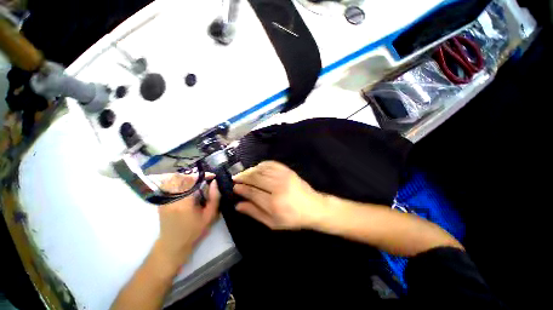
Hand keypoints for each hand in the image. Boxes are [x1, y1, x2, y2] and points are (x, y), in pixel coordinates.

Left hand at [154, 175, 219, 272]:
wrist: (172, 245)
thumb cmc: (193, 232)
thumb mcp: (209, 216)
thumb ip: (214, 198)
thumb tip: (215, 182)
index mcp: (183, 203)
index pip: (191, 180)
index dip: (203, 175)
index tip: (212, 176)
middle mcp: (171, 198)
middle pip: (181, 177)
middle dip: (195, 175)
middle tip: (206, 179)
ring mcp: (164, 199)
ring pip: (174, 179)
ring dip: (187, 177)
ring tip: (198, 181)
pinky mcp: (162, 200)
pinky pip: (170, 185)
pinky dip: (180, 182)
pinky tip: (188, 186)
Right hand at [233, 161, 324, 229]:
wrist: (313, 207)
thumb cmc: (292, 218)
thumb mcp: (272, 222)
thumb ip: (254, 213)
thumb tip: (238, 205)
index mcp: (273, 203)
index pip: (252, 192)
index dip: (241, 189)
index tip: (235, 187)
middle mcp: (278, 187)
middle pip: (255, 178)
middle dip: (243, 177)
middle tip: (236, 178)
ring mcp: (284, 176)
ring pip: (262, 169)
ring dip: (250, 170)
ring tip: (244, 174)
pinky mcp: (288, 170)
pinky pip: (271, 163)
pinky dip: (262, 164)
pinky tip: (257, 168)